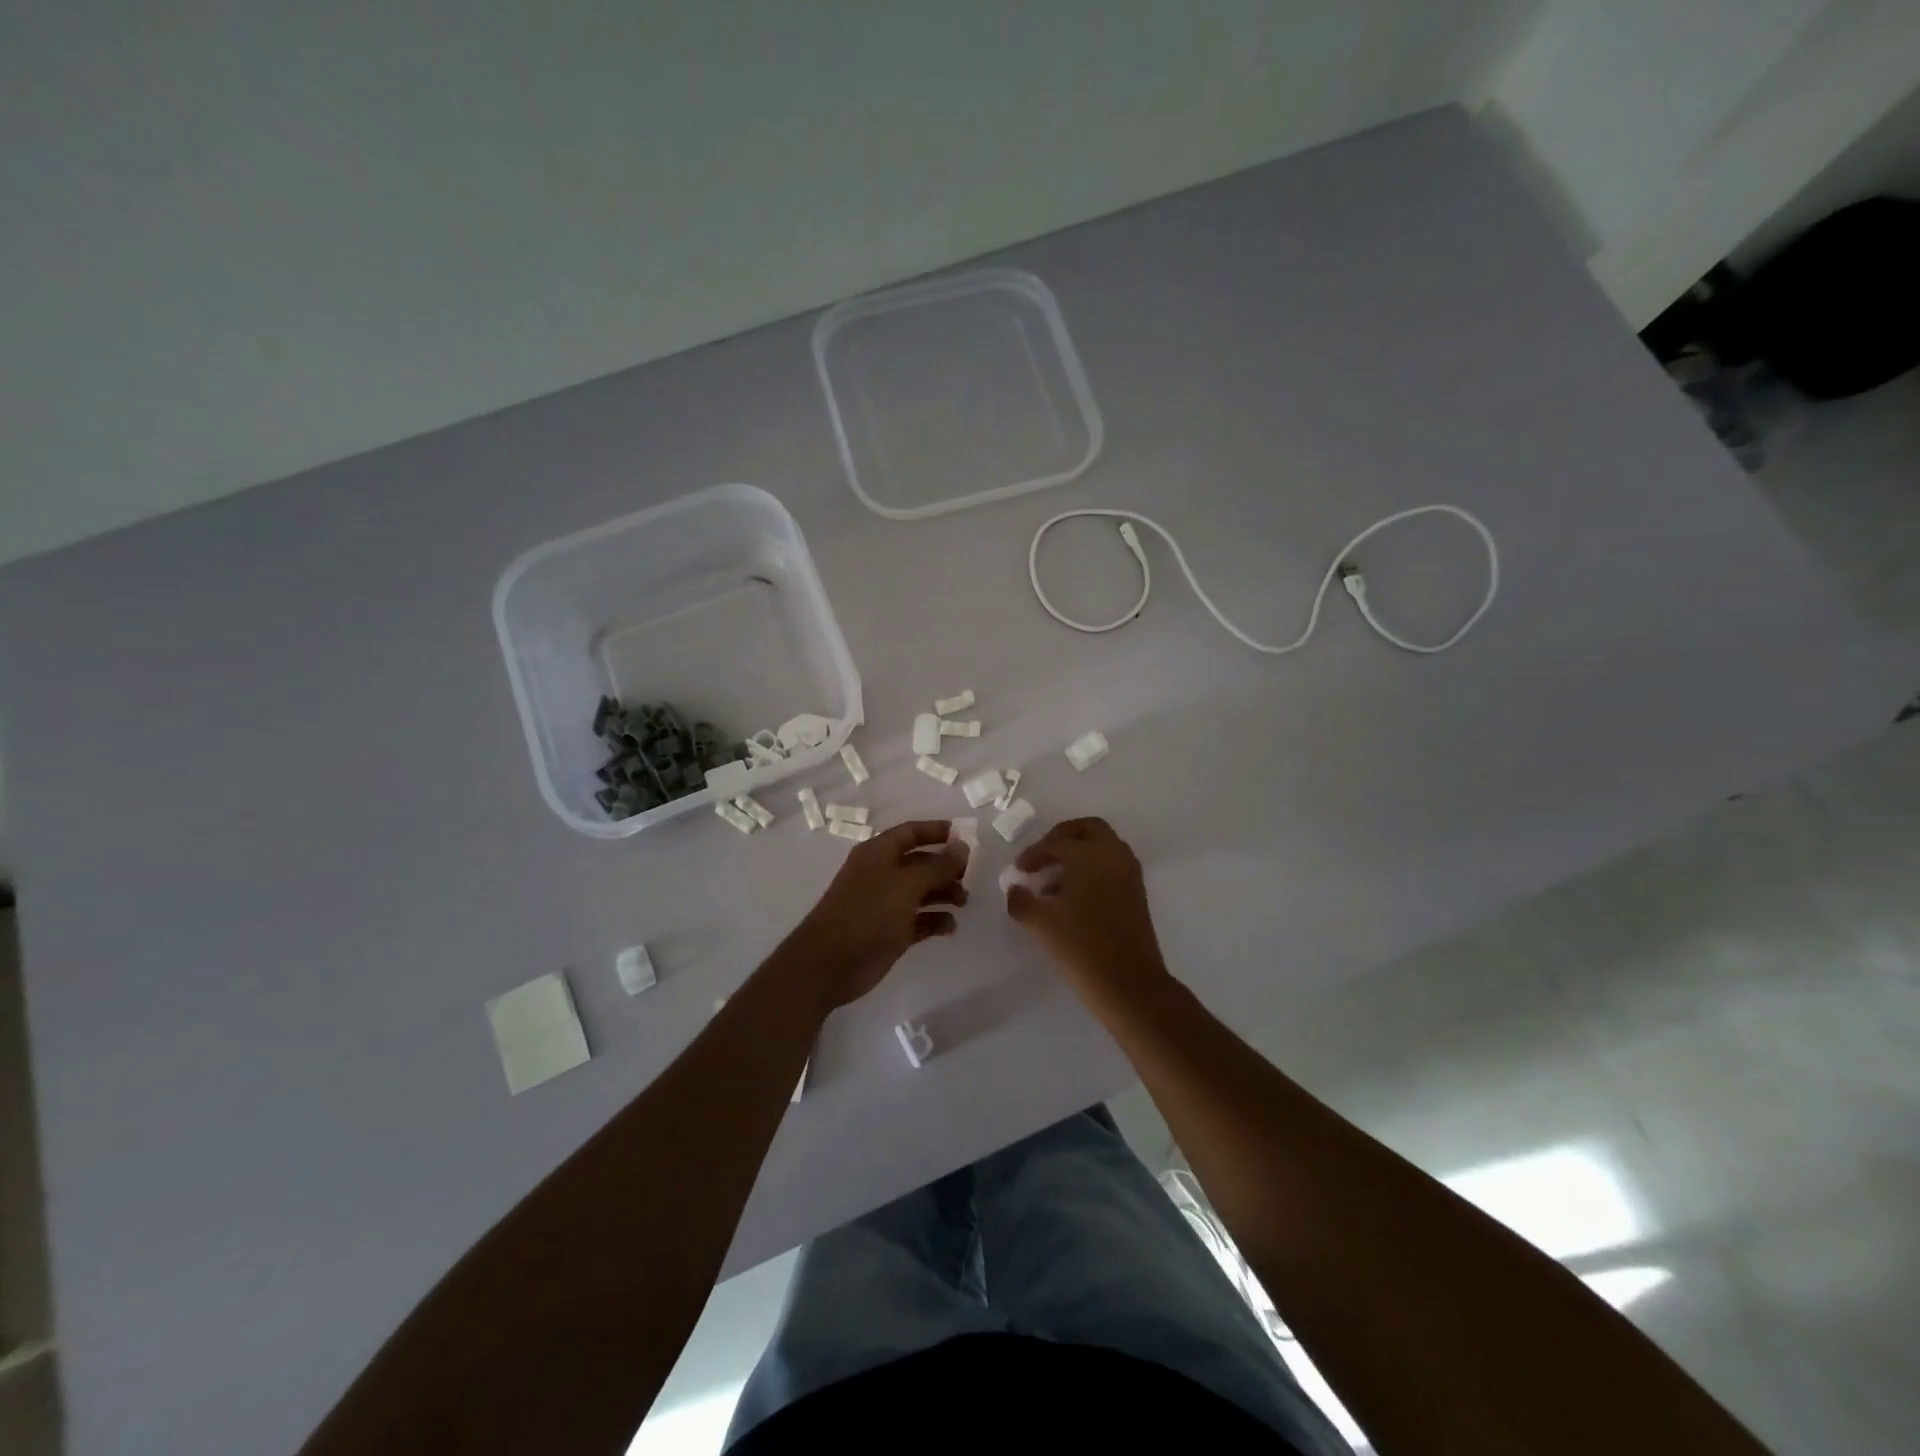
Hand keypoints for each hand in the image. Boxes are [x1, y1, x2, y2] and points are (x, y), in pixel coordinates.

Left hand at [789, 820, 968, 1006]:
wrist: (830, 963)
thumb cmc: (868, 913)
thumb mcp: (906, 884)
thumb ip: (938, 866)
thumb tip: (963, 846)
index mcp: (879, 853)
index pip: (911, 832)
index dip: (937, 831)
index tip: (966, 836)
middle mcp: (882, 874)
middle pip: (920, 862)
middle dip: (946, 866)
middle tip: (972, 876)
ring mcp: (886, 904)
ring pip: (922, 891)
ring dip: (944, 893)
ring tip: (964, 902)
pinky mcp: (891, 931)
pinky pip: (919, 920)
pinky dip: (935, 920)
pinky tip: (950, 927)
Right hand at [1004, 817, 1168, 1000]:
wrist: (1128, 983)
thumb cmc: (1081, 946)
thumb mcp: (1040, 923)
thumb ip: (1021, 900)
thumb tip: (1015, 889)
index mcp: (1090, 855)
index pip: (1056, 843)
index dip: (1034, 853)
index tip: (1019, 869)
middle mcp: (1114, 855)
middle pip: (1088, 829)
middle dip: (1063, 837)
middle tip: (1043, 855)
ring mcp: (1129, 874)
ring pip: (1103, 846)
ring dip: (1079, 854)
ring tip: (1053, 881)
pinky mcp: (1137, 893)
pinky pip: (1112, 866)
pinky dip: (1092, 869)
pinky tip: (1073, 897)